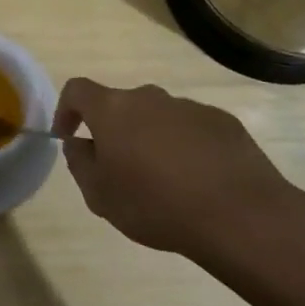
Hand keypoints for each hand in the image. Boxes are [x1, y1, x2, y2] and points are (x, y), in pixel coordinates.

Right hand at [53, 78, 304, 274]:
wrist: (238, 215)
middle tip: (119, 168)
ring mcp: (190, 107)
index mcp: (113, 110)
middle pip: (121, 105)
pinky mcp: (223, 122)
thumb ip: (80, 163)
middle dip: (114, 130)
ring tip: (162, 181)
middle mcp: (150, 98)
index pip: (77, 90)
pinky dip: (185, 147)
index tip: (69, 136)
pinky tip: (196, 181)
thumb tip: (79, 144)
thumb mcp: (100, 196)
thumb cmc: (155, 205)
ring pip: (158, 117)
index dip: (66, 109)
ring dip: (151, 139)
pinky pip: (192, 129)